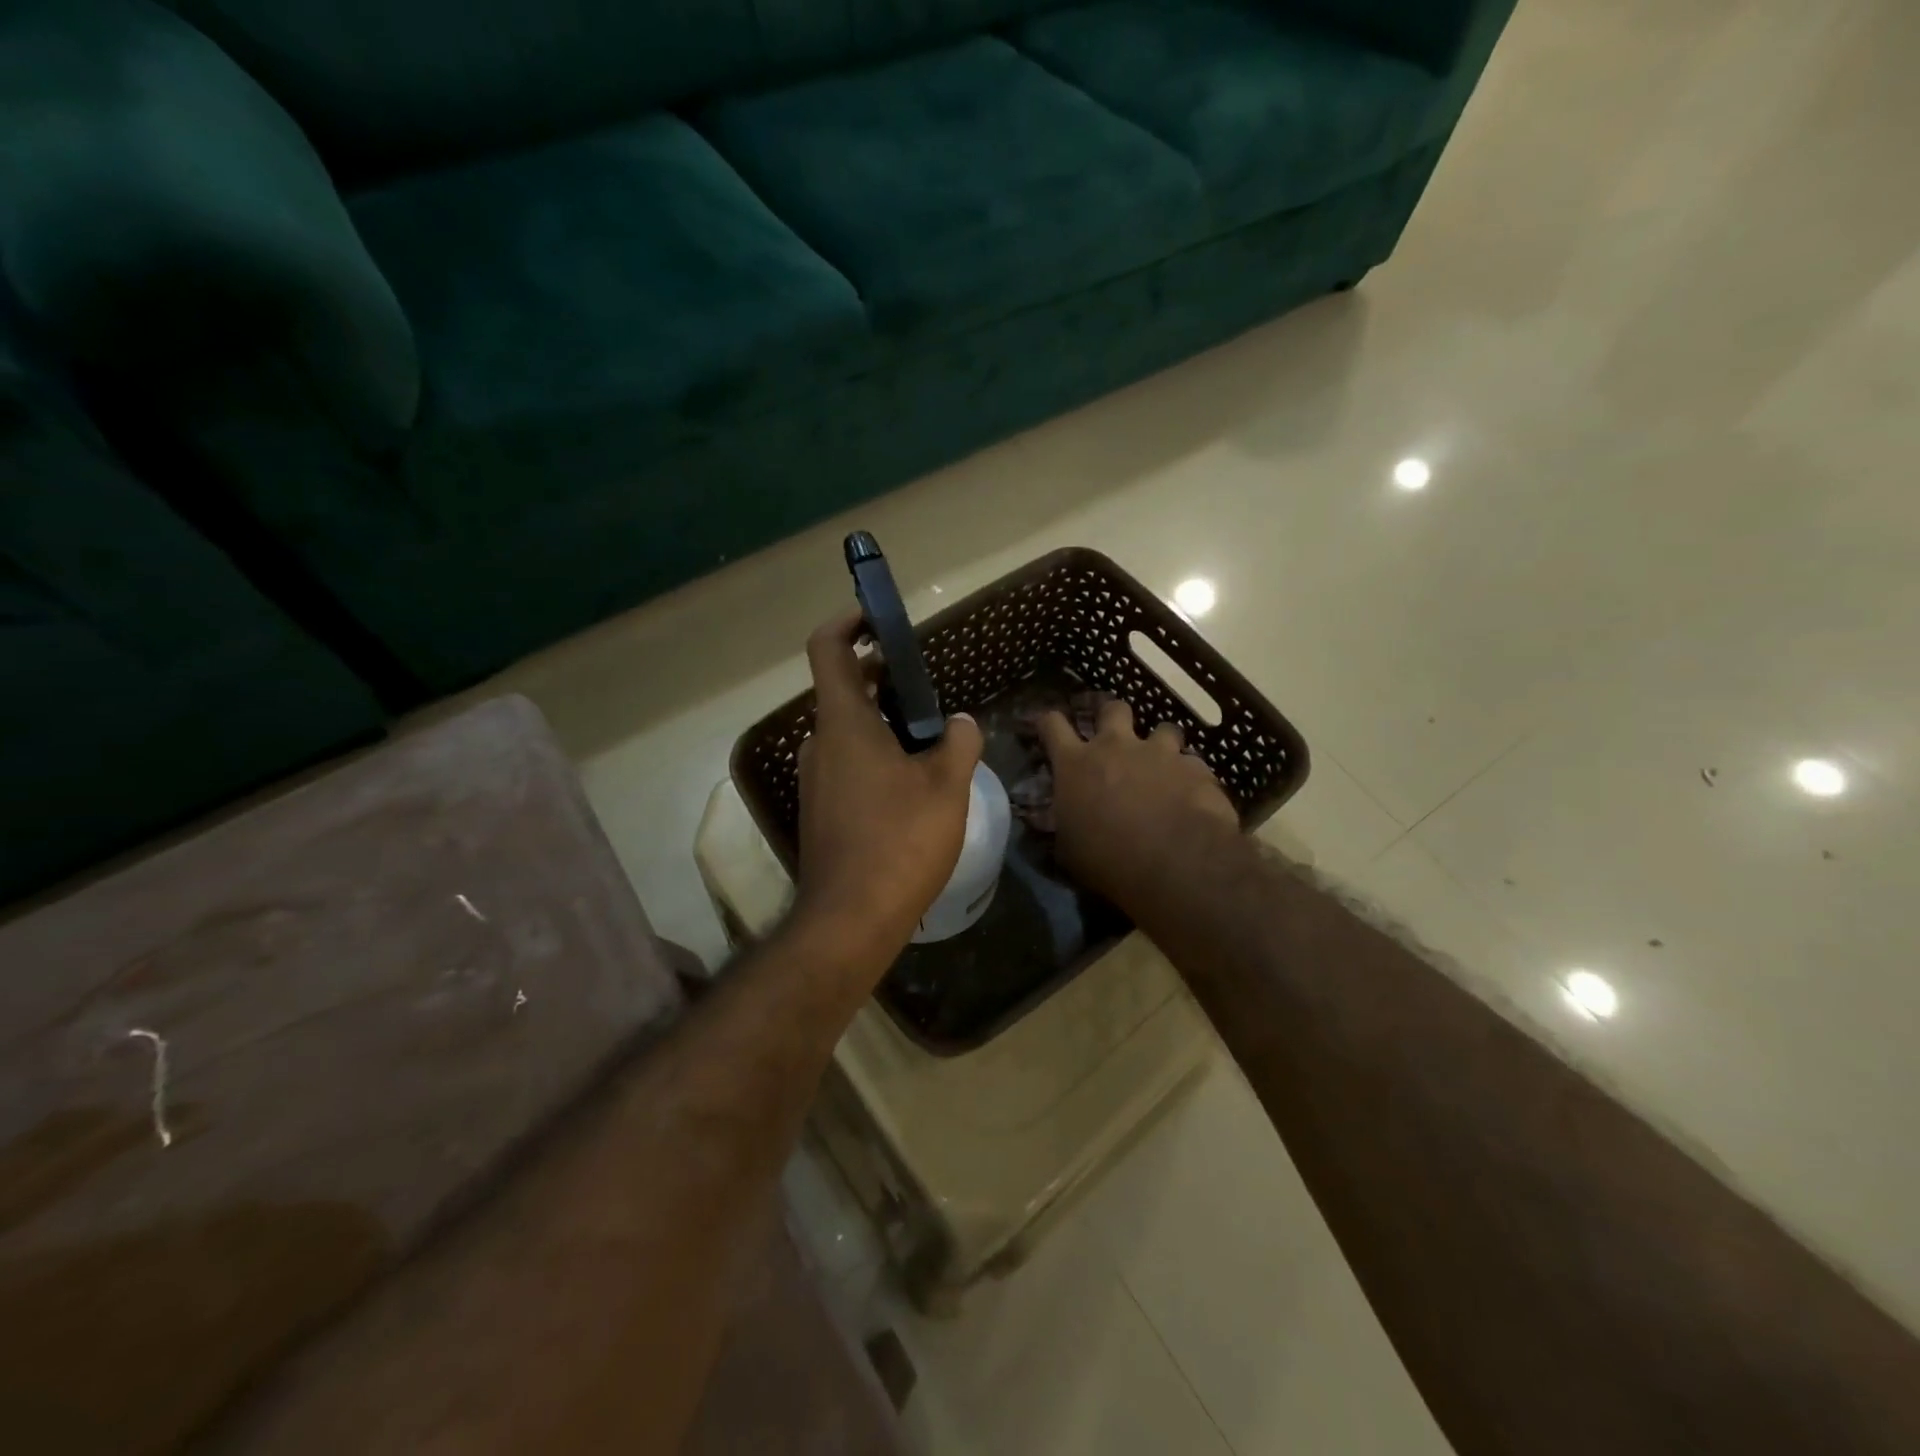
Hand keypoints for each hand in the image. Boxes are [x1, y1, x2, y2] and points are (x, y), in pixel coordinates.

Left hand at [792, 611, 983, 969]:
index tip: (874, 616)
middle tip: (926, 688)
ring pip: (849, 733)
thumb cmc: (900, 840)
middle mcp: (820, 744)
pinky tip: (912, 786)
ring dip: (883, 724)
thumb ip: (960, 743)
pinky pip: (847, 766)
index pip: (829, 649)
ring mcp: (816, 780)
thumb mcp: (946, 786)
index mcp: (844, 723)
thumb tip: (962, 723)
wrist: (851, 919)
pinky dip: (875, 757)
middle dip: (883, 680)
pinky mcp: (821, 811)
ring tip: (930, 740)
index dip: (847, 622)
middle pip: (844, 691)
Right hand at [1039, 699, 1237, 907]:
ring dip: (1160, 744)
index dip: (1049, 722)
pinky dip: (1189, 776)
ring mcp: (1159, 752)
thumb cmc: (1109, 860)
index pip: (1052, 724)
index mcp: (1076, 764)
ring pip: (1163, 728)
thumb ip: (1063, 826)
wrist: (1176, 862)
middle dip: (1113, 718)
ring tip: (1163, 766)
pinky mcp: (1195, 767)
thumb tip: (1055, 825)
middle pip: (1113, 709)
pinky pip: (1192, 763)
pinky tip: (1193, 795)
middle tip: (1115, 739)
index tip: (1049, 726)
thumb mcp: (1069, 850)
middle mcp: (1116, 747)